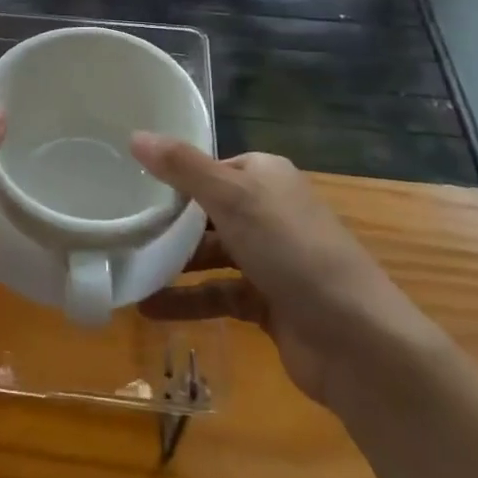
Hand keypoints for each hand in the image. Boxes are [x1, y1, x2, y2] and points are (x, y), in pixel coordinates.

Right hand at [131, 137, 437, 403]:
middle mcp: (269, 211)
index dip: (171, 175)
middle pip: (206, 211)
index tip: (127, 185)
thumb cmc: (292, 251)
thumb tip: (135, 135)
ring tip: (126, 268)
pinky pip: (217, 293)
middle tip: (119, 228)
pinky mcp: (268, 302)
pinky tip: (148, 307)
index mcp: (265, 176)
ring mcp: (270, 259)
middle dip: (166, 222)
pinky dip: (187, 300)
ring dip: (172, 262)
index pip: (208, 167)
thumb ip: (182, 167)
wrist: (357, 342)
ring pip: (210, 254)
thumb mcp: (232, 198)